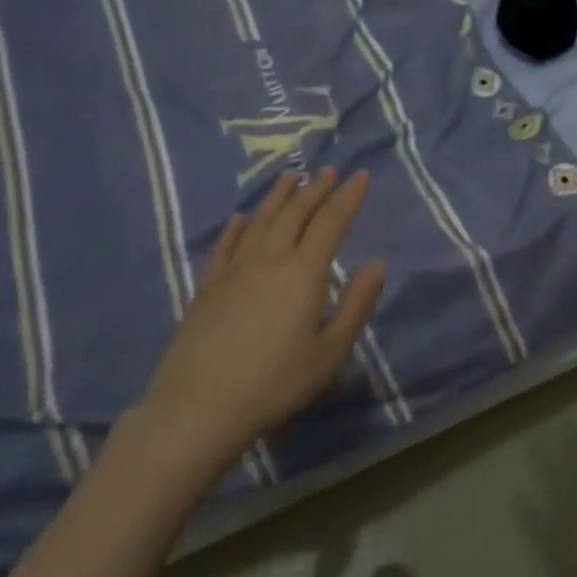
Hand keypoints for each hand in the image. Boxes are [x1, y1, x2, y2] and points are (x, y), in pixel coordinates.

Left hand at [129, 167, 384, 485]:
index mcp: (303, 272)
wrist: (199, 406)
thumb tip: (377, 264)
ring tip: (290, 177)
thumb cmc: (275, 383)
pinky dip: (236, 227)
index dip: (348, 197)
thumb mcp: (330, 352)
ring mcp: (234, 269)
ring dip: (278, 196)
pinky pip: (225, 245)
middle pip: (295, 213)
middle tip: (329, 171)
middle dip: (315, 188)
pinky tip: (239, 218)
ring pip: (260, 220)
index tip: (360, 175)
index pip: (330, 222)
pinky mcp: (207, 286)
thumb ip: (356, 305)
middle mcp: (269, 259)